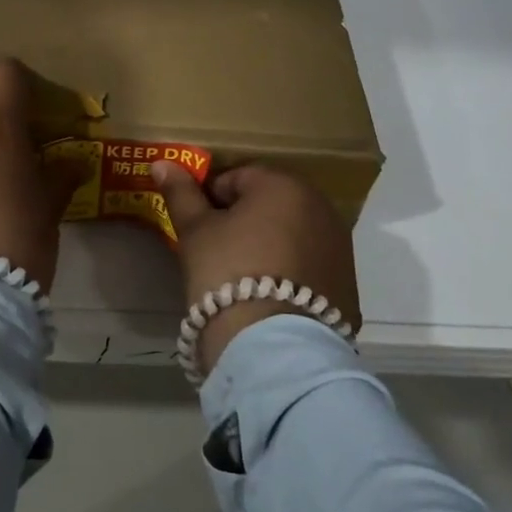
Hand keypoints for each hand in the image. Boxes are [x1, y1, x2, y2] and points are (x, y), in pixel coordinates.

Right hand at [153, 163, 359, 376]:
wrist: (273, 348)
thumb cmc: (228, 273)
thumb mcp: (195, 231)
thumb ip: (181, 193)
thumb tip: (163, 163)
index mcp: (283, 185)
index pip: (236, 178)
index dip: (211, 200)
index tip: (199, 228)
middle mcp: (320, 207)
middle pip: (270, 203)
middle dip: (245, 219)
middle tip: (219, 251)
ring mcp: (340, 246)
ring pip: (293, 233)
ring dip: (271, 243)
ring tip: (245, 277)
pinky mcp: (348, 284)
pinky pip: (311, 265)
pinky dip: (292, 272)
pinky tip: (271, 298)